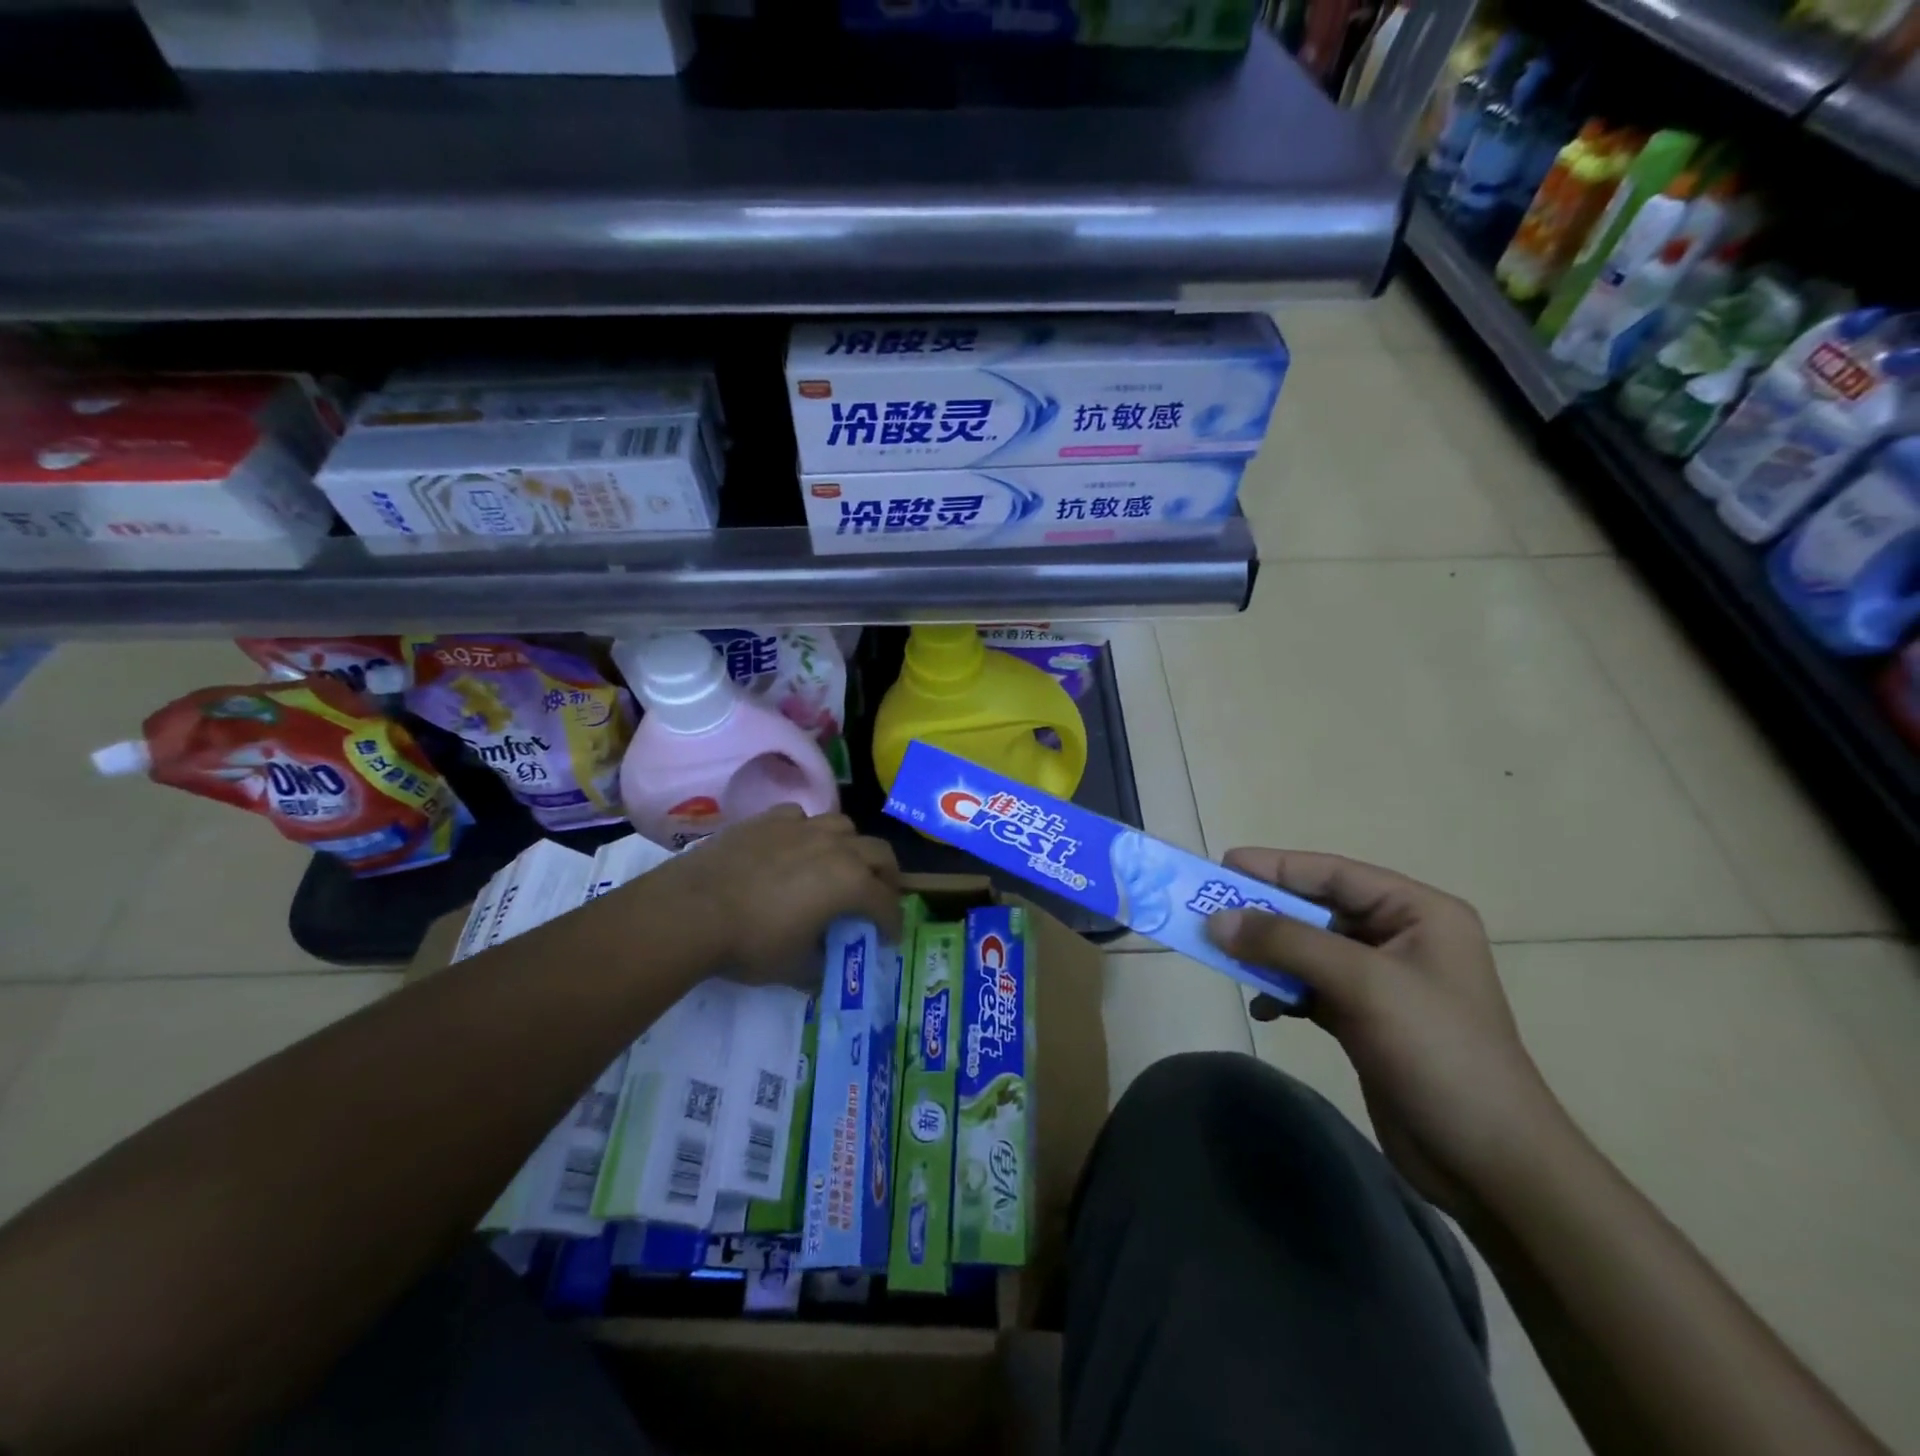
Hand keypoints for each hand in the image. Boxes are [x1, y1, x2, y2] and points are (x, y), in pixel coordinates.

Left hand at [636, 806, 902, 984]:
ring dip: (851, 848)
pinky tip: (795, 848)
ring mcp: (803, 827)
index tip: (889, 937)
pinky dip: (808, 832)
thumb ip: (822, 965)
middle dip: (886, 877)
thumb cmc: (751, 943)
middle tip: (876, 897)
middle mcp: (836, 847)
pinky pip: (803, 817)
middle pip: (880, 853)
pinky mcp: (770, 818)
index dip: (893, 923)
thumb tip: (828, 965)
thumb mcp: (795, 968)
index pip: (886, 903)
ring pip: (844, 826)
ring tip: (838, 867)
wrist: (691, 910)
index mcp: (850, 883)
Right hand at [1206, 850, 1568, 1218]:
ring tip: (1225, 959)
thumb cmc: (1438, 1054)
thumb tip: (1216, 921)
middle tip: (1210, 912)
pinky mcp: (1365, 1020)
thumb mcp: (1363, 985)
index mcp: (1417, 913)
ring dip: (1267, 954)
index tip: (1221, 866)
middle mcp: (1400, 938)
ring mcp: (1382, 981)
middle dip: (1264, 913)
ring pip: (1307, 950)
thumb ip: (1287, 943)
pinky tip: (1265, 1008)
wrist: (1490, 1164)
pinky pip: (1310, 987)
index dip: (1276, 866)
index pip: (1335, 873)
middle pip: (1316, 910)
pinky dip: (1283, 991)